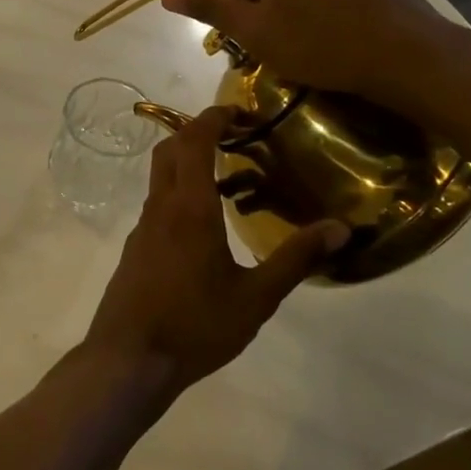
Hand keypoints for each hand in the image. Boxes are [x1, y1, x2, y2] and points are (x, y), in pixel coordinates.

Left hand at [84, 108, 346, 396]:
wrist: (129, 359)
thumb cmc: (195, 326)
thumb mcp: (256, 298)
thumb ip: (295, 259)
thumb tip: (341, 228)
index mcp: (188, 209)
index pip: (193, 142)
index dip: (212, 118)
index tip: (237, 110)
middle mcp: (160, 208)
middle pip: (169, 151)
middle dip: (196, 132)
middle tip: (234, 136)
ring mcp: (142, 229)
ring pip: (160, 178)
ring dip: (188, 165)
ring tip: (231, 180)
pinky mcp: (135, 249)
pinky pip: (158, 205)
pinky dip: (180, 194)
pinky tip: (207, 226)